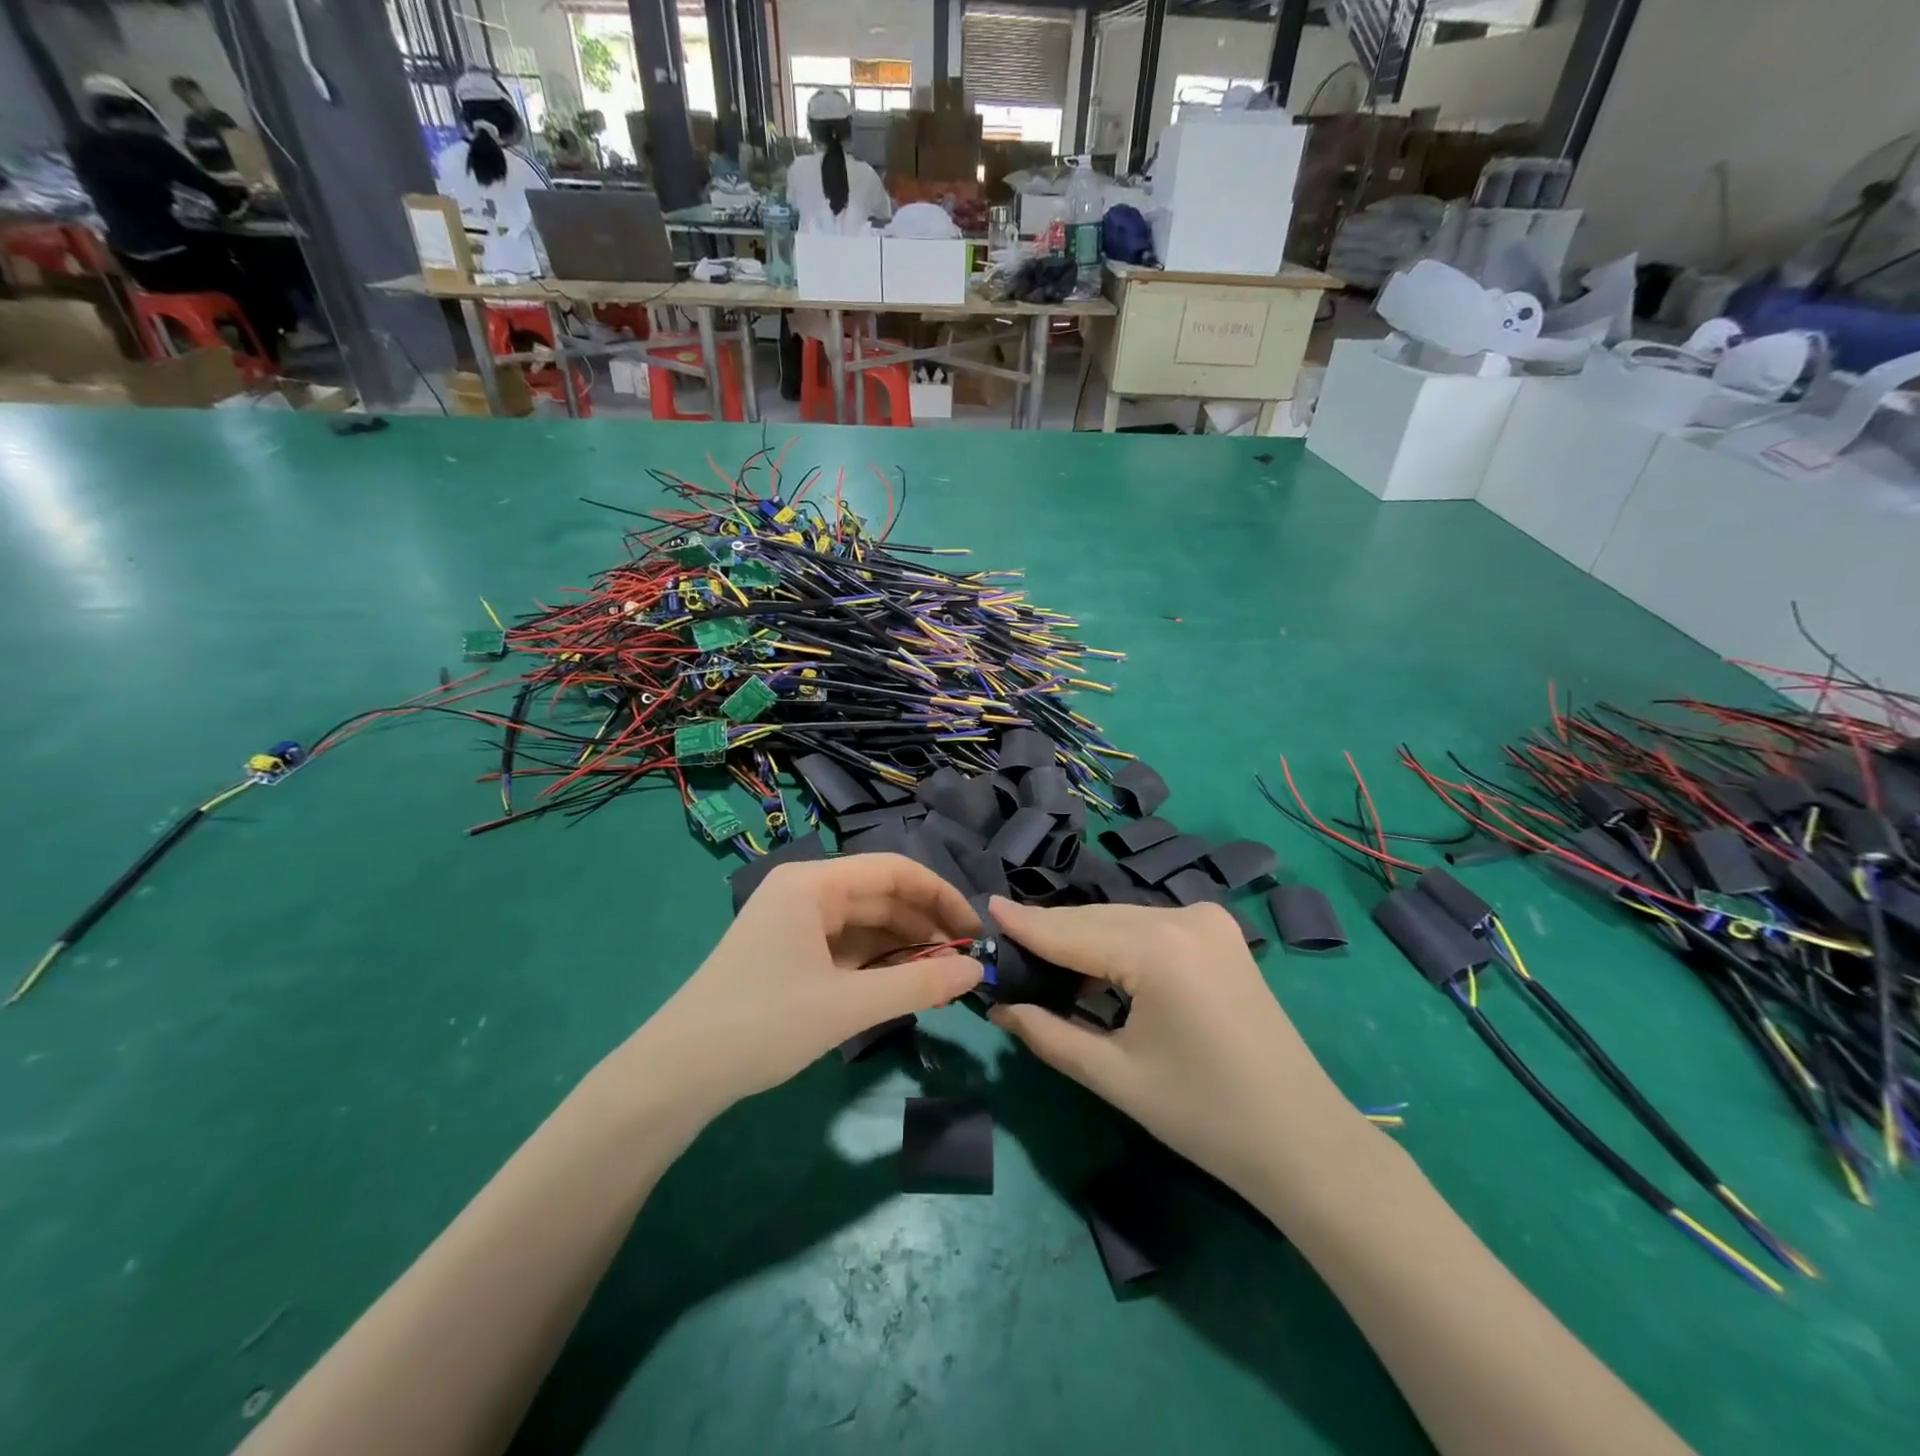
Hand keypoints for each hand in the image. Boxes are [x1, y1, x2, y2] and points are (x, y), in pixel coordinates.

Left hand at [624, 854, 981, 1117]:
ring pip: (864, 924)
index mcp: (813, 884)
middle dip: (925, 925)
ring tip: (942, 977)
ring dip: (903, 947)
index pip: (893, 871)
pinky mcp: (789, 953)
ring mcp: (794, 923)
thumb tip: (977, 972)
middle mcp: (804, 892)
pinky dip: (877, 963)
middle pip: (880, 896)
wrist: (678, 1074)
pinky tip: (902, 985)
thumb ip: (917, 985)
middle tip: (964, 963)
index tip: (974, 931)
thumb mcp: (848, 1005)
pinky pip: (846, 947)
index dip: (940, 895)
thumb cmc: (763, 1024)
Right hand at [986, 898, 1362, 1199]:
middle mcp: (1183, 917)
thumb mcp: (1115, 1076)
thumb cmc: (1204, 1116)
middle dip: (1050, 934)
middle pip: (1096, 919)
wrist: (1303, 1142)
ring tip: (1037, 959)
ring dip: (1082, 939)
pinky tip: (1091, 966)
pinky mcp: (1219, 935)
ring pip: (1122, 920)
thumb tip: (999, 1007)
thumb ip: (1049, 1034)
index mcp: (1158, 948)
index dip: (1025, 924)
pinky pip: (1149, 928)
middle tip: (1004, 948)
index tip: (983, 909)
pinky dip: (1115, 944)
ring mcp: (1207, 921)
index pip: (1072, 932)